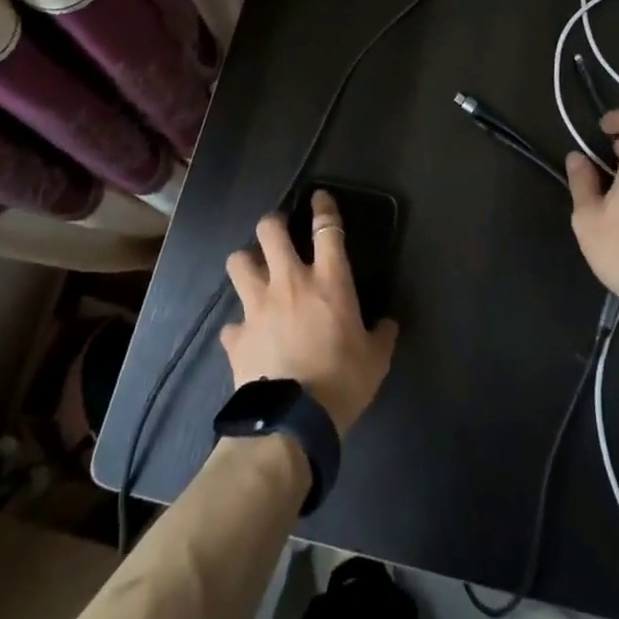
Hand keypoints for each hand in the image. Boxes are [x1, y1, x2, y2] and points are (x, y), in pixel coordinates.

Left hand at [220, 190, 399, 437]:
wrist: (294, 422)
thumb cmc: (342, 382)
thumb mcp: (376, 360)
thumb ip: (382, 335)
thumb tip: (387, 323)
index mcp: (328, 282)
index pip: (327, 229)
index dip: (323, 207)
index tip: (318, 197)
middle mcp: (289, 283)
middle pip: (270, 230)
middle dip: (273, 224)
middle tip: (278, 234)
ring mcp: (257, 306)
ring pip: (238, 262)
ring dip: (246, 264)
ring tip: (254, 273)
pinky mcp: (237, 336)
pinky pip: (231, 324)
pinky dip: (239, 329)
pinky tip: (246, 338)